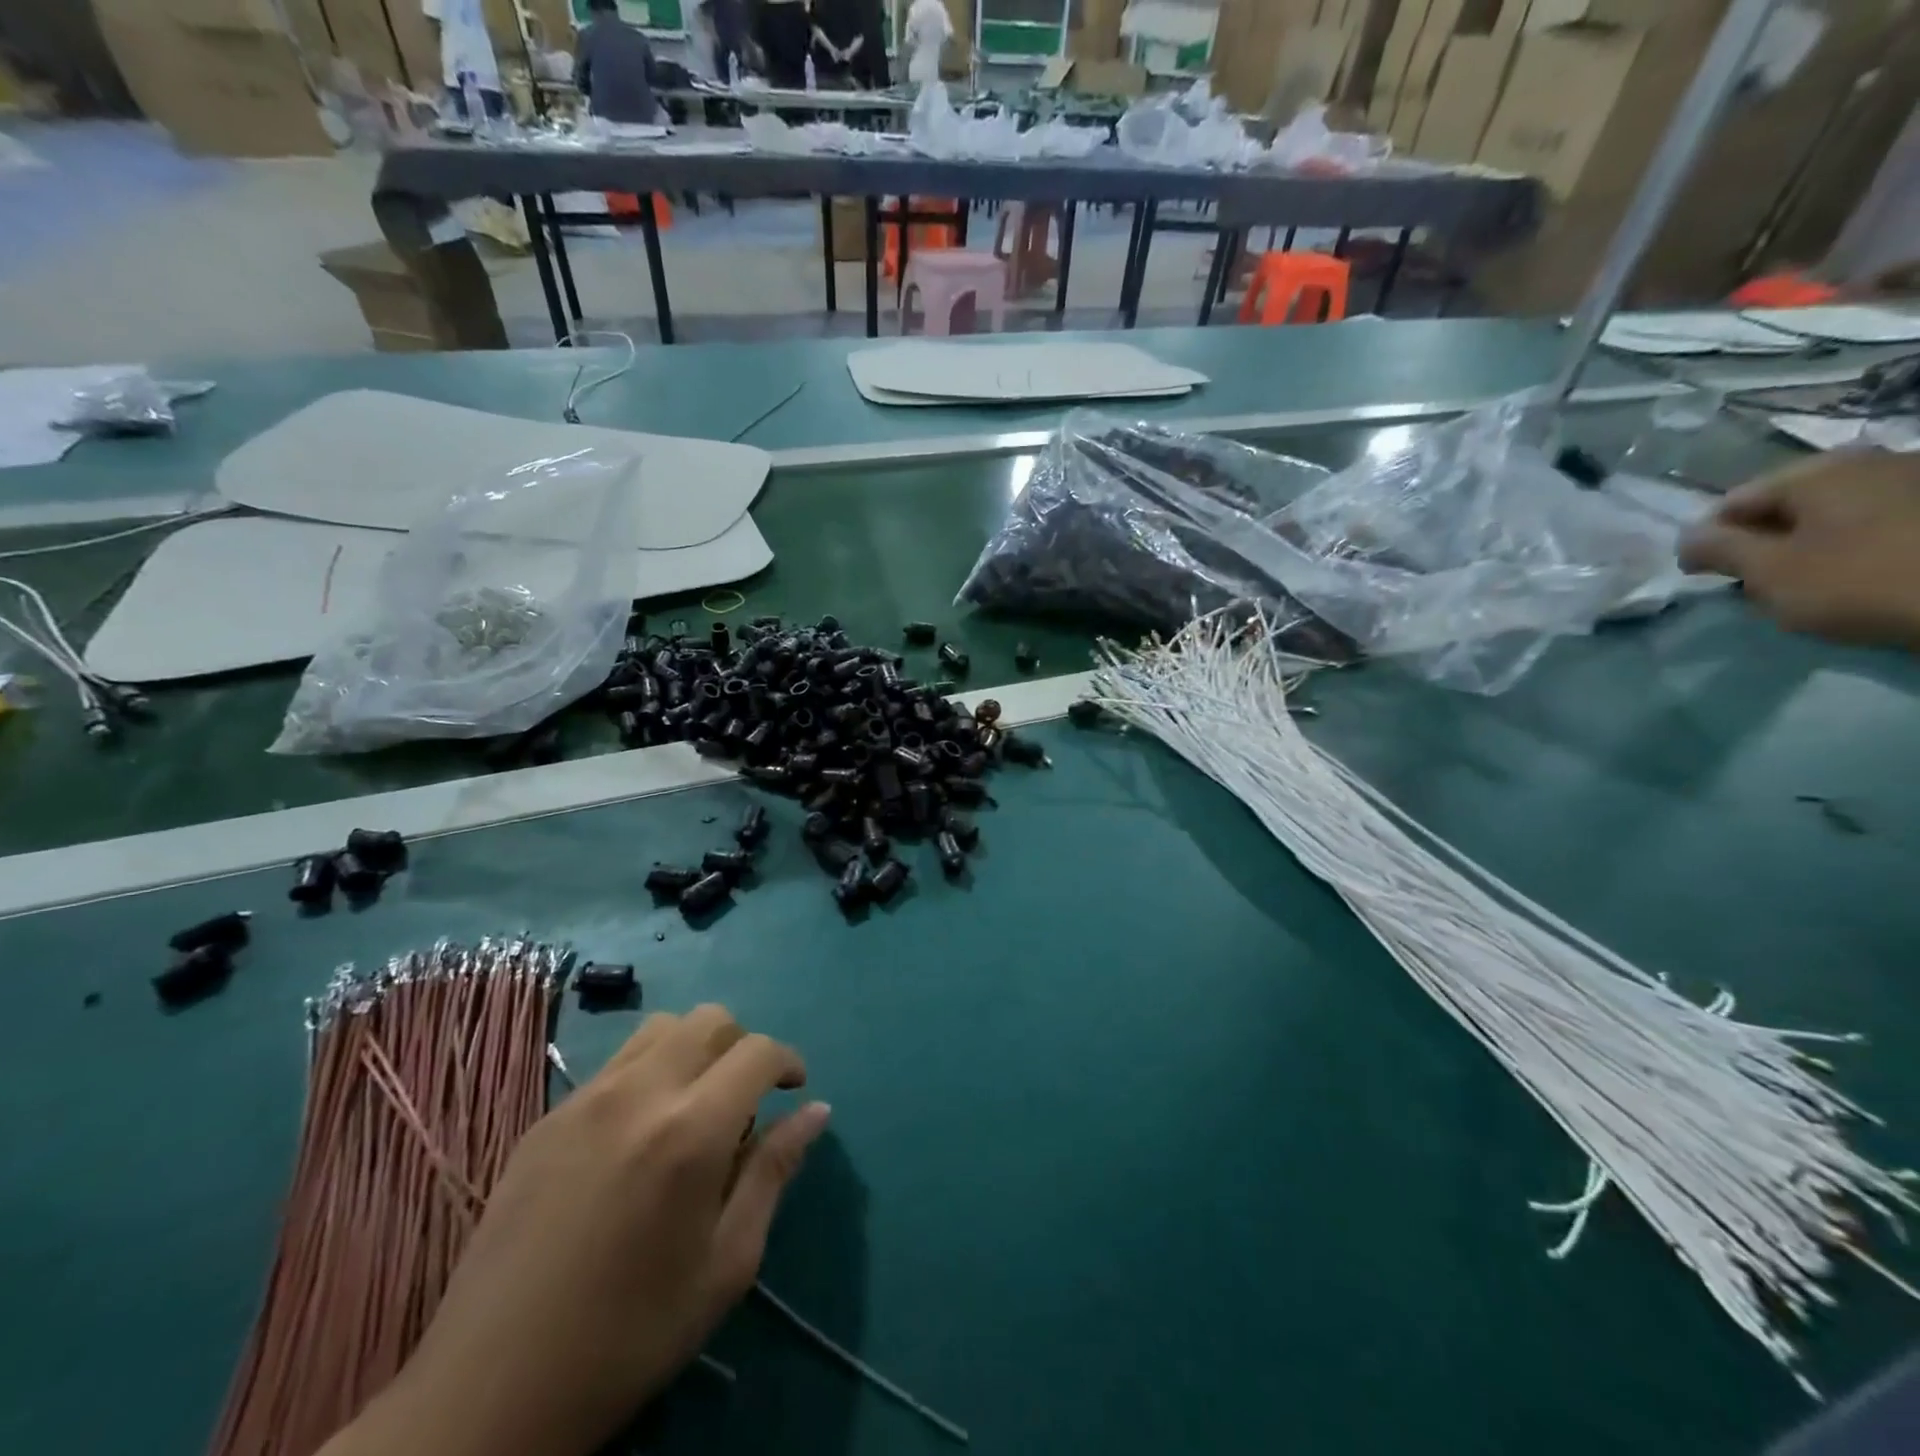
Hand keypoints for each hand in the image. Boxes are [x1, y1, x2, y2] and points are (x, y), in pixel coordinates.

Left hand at [325, 1007, 829, 1455]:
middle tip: (745, 1099)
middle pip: (710, 1018)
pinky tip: (638, 1134)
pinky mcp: (547, 1117)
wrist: (490, 1392)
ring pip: (660, 1028)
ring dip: (694, 1047)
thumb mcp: (726, 1264)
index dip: (787, 1061)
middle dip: (742, 1045)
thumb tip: (817, 1110)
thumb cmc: (630, 1335)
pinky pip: (614, 1063)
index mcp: (691, 1131)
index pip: (757, 1050)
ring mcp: (586, 1099)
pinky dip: (647, 1072)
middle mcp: (640, 1093)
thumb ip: (774, 1172)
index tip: (793, 1091)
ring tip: (693, 1104)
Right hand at [1679, 450, 1919, 649]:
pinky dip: (1853, 545)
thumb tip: (1688, 538)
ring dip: (1808, 545)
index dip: (1707, 540)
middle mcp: (1867, 461)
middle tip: (1755, 585)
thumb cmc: (1860, 581)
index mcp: (1816, 472)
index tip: (1703, 577)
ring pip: (1831, 513)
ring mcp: (1916, 479)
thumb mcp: (1769, 571)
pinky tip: (1860, 575)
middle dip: (1762, 541)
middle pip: (1785, 505)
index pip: (1731, 502)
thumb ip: (1717, 549)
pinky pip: (1875, 522)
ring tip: (1808, 584)